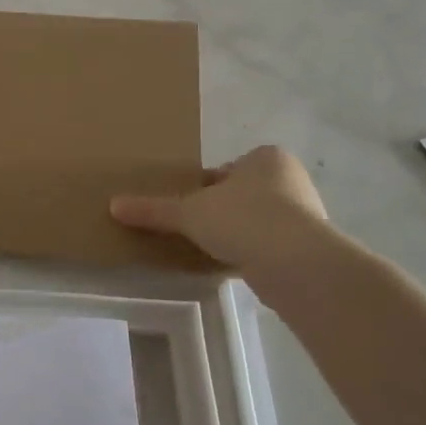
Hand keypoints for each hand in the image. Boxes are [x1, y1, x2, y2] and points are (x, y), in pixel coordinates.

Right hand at [110, 145, 328, 278]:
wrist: (295, 262)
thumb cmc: (243, 219)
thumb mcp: (189, 213)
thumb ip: (154, 210)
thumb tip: (113, 206)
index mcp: (266, 158)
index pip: (226, 170)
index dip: (205, 188)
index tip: (189, 208)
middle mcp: (291, 179)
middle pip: (244, 194)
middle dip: (224, 210)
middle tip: (198, 229)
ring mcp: (307, 213)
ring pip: (260, 220)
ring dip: (241, 233)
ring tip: (215, 250)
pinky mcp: (312, 246)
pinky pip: (274, 245)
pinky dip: (256, 253)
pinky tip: (238, 266)